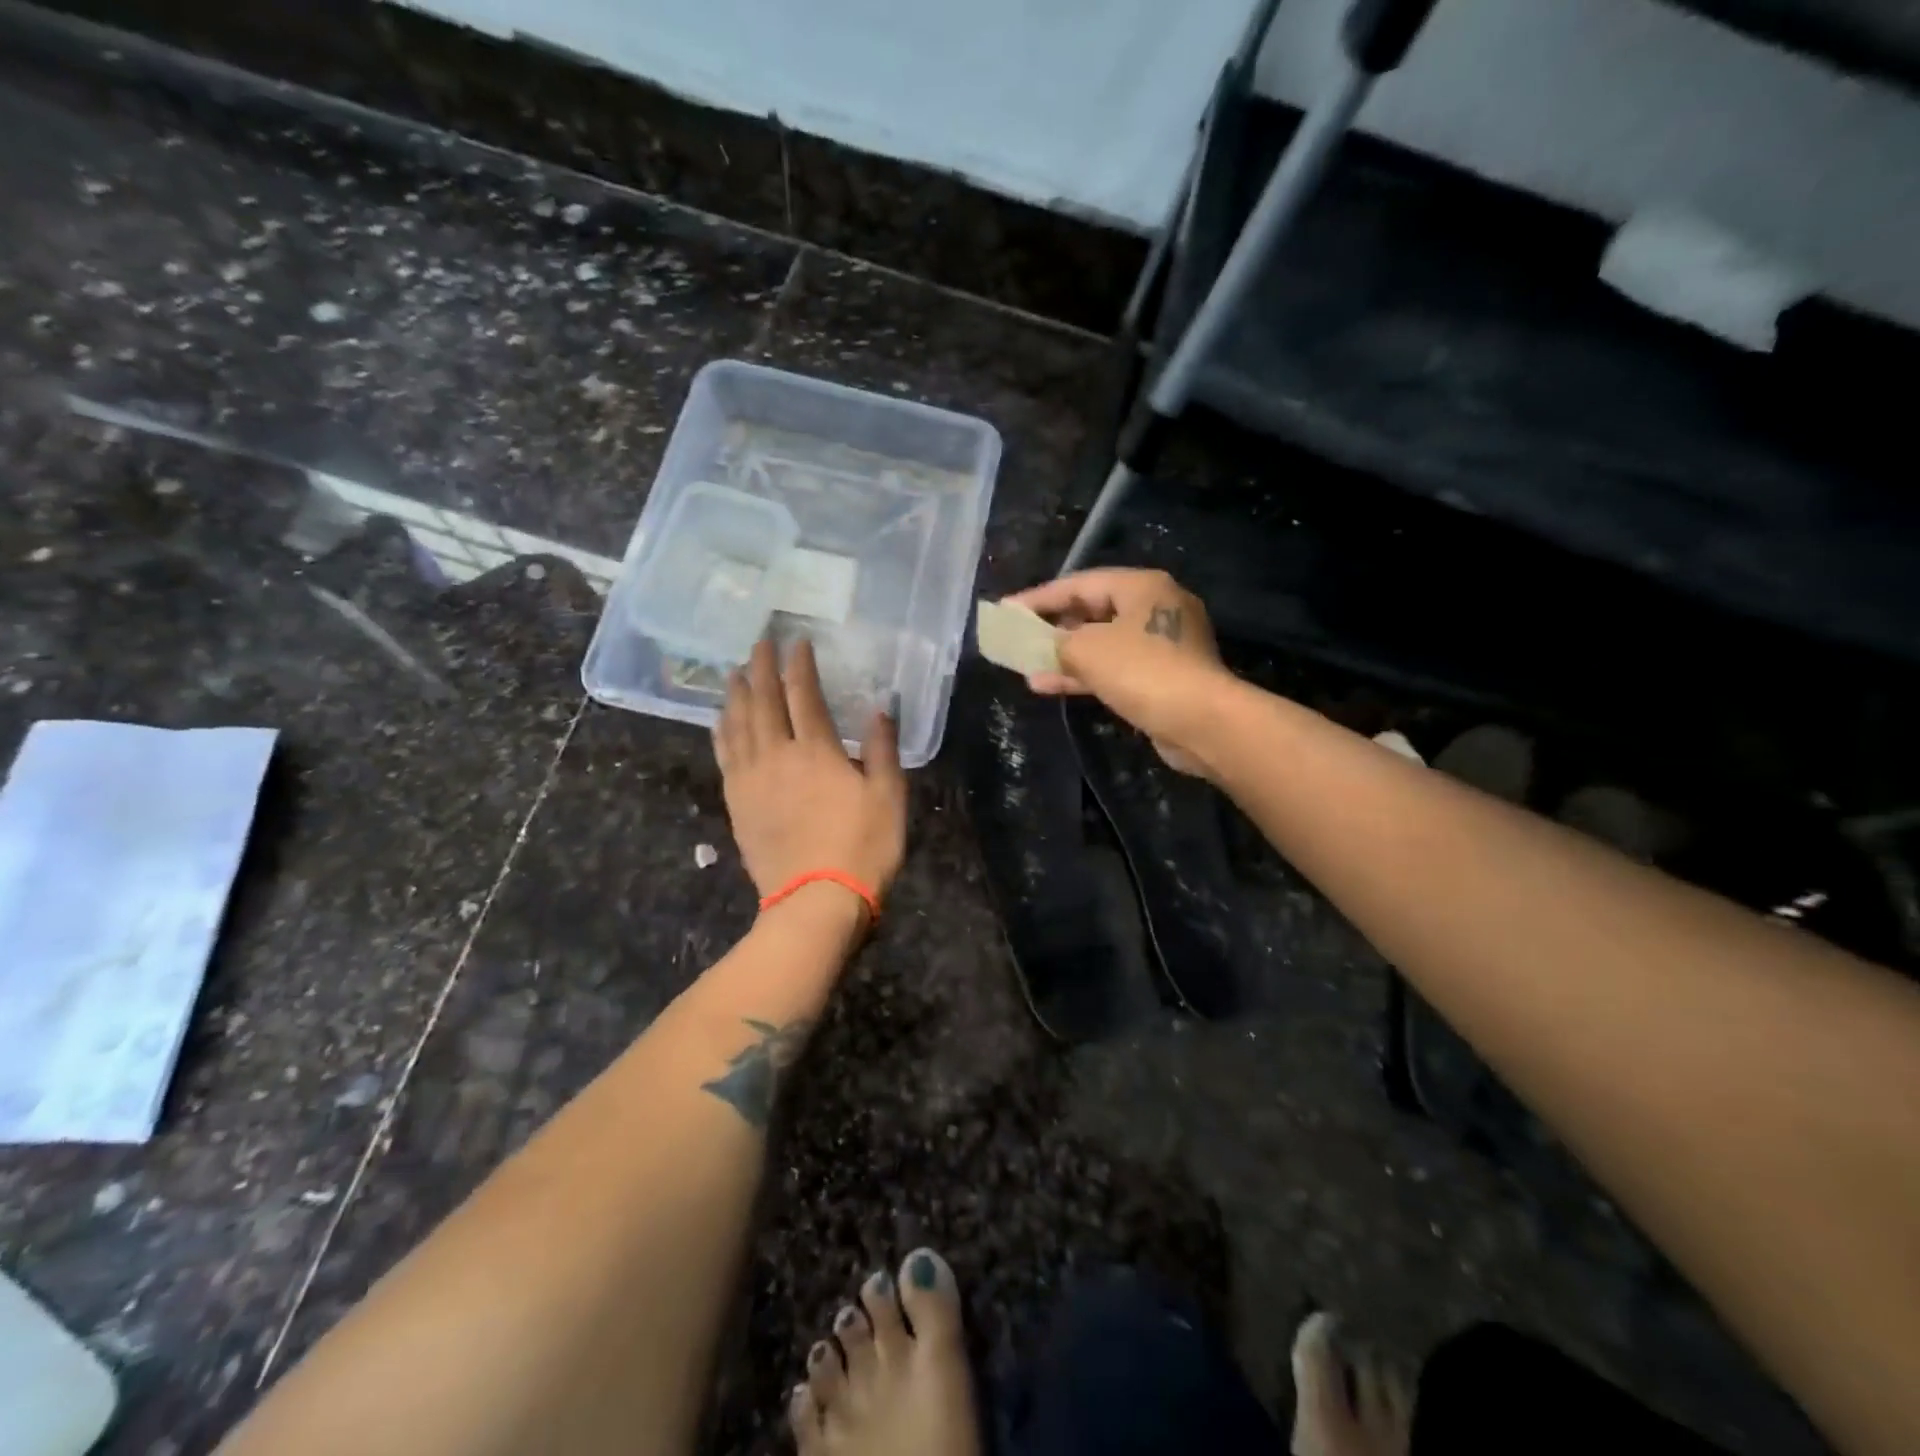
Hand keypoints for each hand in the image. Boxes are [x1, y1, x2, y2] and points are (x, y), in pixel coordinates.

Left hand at [713, 638, 907, 905]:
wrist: (815, 901)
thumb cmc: (862, 847)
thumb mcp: (888, 797)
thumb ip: (883, 750)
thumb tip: (880, 709)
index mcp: (816, 750)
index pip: (803, 694)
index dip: (799, 665)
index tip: (797, 642)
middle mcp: (777, 755)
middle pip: (762, 701)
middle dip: (760, 667)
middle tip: (759, 642)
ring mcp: (751, 779)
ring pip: (737, 724)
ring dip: (735, 693)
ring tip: (734, 672)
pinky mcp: (737, 803)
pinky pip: (724, 755)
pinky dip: (721, 730)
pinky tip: (719, 719)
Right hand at [1004, 568, 1233, 776]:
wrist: (1200, 721)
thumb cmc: (1141, 670)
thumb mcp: (1086, 649)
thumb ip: (1055, 642)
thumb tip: (1046, 647)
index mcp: (1142, 587)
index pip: (1079, 583)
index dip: (1039, 597)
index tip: (1007, 610)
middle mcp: (1156, 608)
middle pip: (1093, 612)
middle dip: (1053, 628)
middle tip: (1020, 638)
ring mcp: (1163, 645)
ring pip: (1102, 644)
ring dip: (1065, 657)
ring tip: (1027, 669)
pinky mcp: (1164, 677)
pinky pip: (1115, 669)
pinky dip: (1085, 675)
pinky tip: (1050, 687)